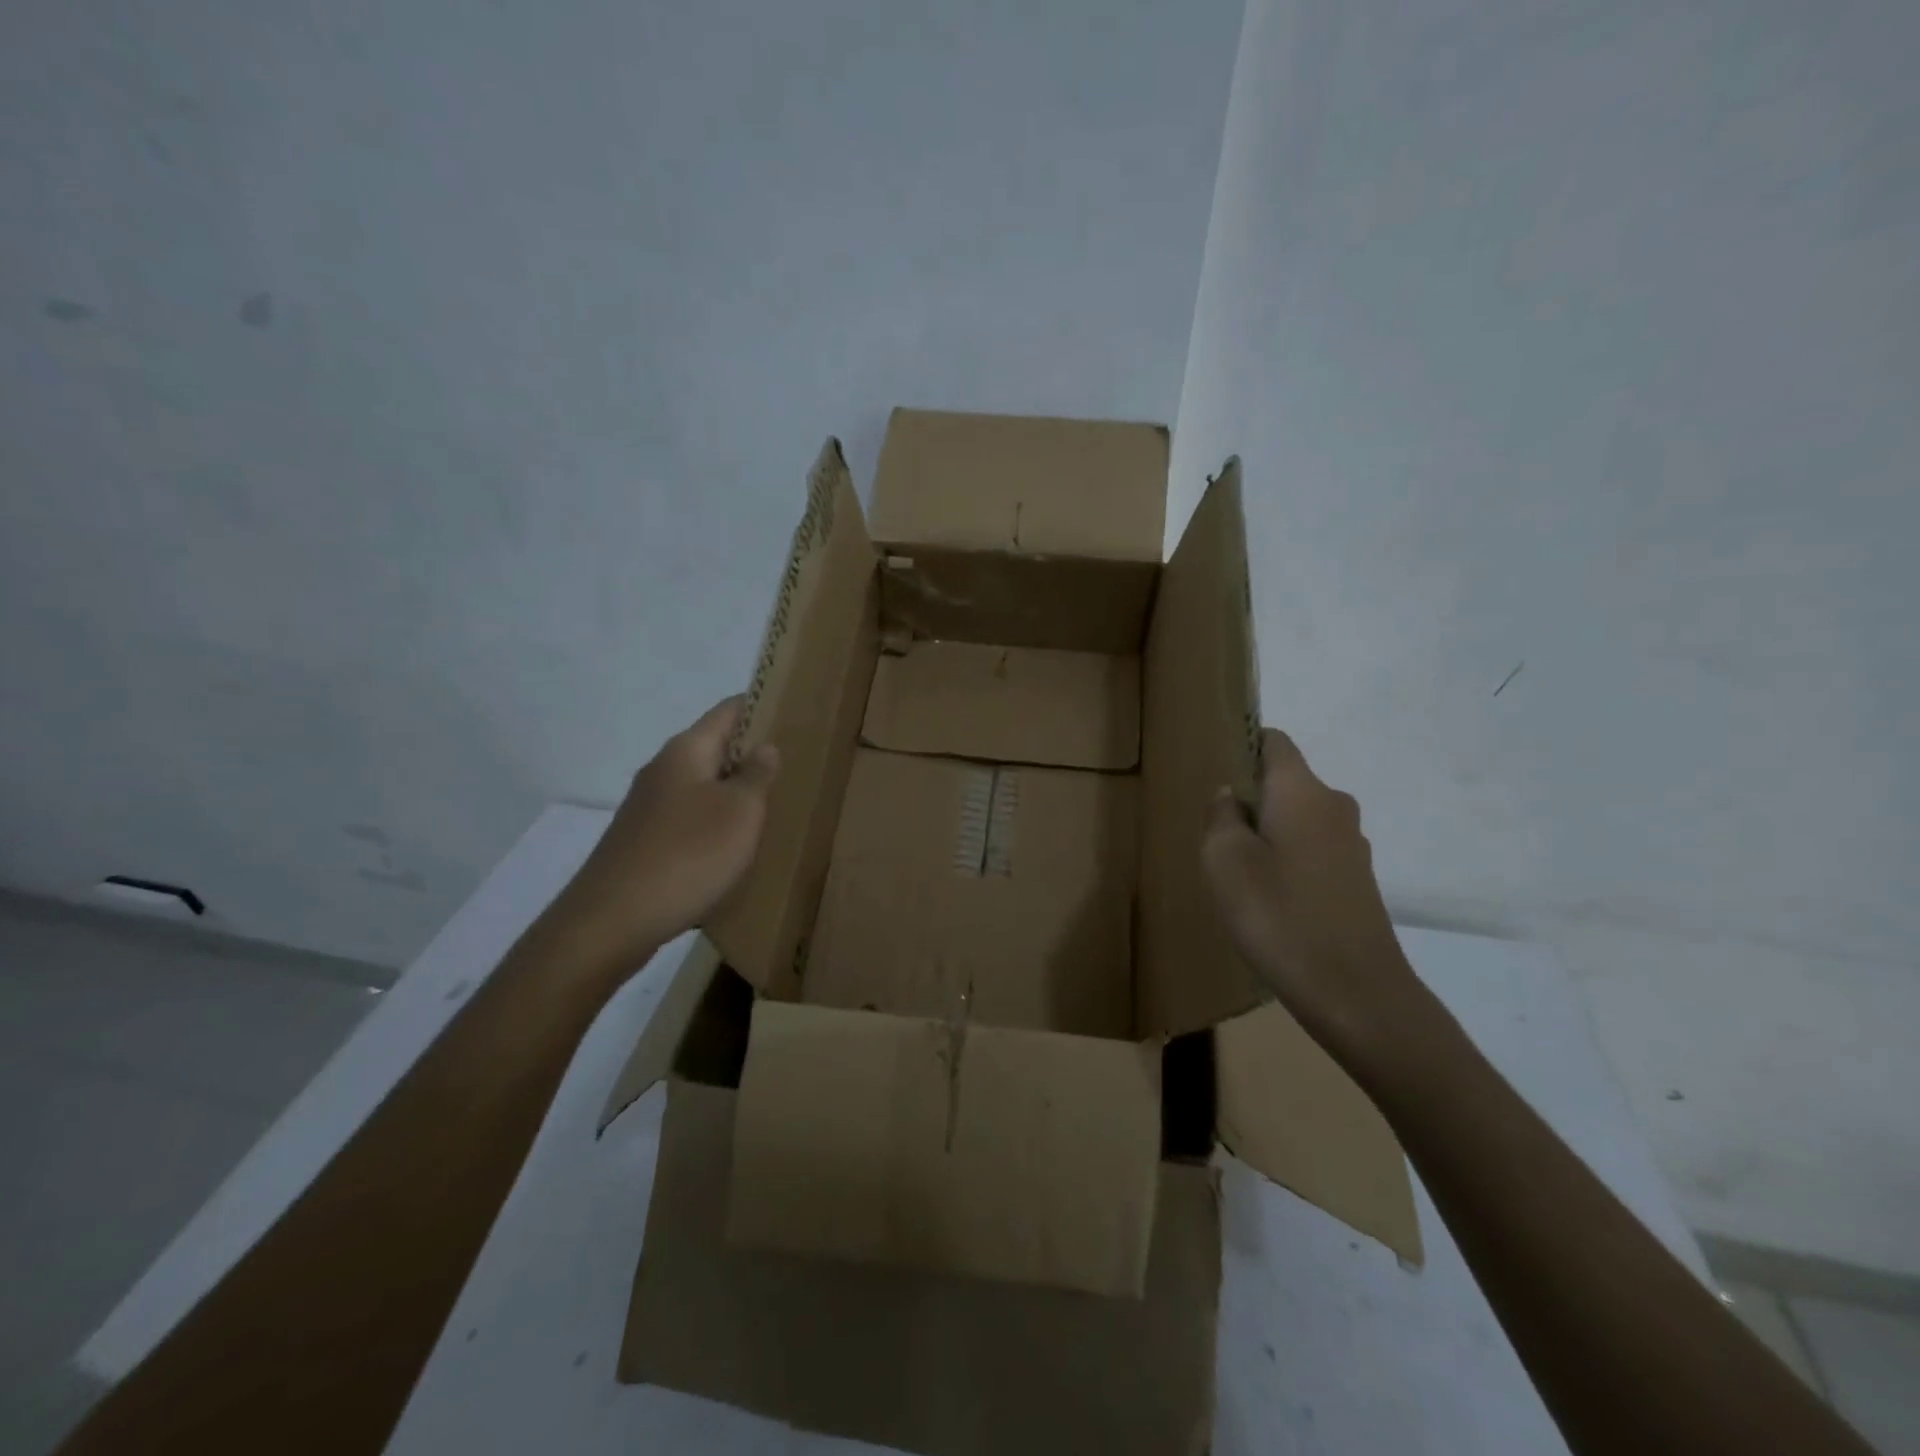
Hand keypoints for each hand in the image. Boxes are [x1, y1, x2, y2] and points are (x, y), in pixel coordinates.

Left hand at [550, 696, 777, 975]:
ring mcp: (648, 807)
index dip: (760, 706)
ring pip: (702, 786)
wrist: (612, 921)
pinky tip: (734, 847)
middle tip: (794, 766)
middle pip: (714, 748)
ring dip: (733, 793)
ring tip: (772, 807)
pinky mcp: (643, 841)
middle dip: (751, 755)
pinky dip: (715, 824)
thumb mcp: (740, 812)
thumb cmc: (688, 855)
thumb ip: (756, 775)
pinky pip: (689, 819)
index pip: (728, 710)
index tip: (794, 711)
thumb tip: (764, 747)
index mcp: (686, 751)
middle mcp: (663, 770)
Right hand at [1202, 728, 1437, 1067]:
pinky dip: (1287, 861)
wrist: (1354, 992)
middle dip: (1249, 799)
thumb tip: (1232, 796)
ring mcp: (1351, 845)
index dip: (1243, 744)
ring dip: (1267, 834)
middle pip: (1284, 783)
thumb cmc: (1279, 915)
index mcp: (1302, 791)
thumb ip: (1221, 817)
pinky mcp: (1357, 881)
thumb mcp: (1224, 861)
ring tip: (1236, 872)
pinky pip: (1312, 851)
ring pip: (1297, 820)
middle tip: (1213, 835)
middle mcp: (1334, 806)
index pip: (1274, 741)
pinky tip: (1268, 899)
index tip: (1214, 769)